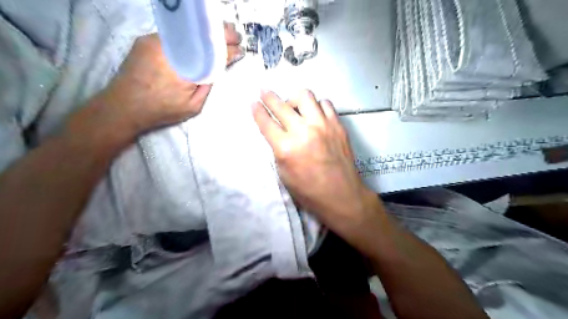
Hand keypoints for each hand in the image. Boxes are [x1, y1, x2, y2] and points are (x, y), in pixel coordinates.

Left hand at [95, 22, 243, 133]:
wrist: (123, 107)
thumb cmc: (161, 110)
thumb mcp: (193, 106)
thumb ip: (207, 86)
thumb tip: (217, 69)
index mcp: (186, 67)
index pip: (213, 53)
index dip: (229, 49)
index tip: (240, 48)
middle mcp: (171, 48)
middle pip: (201, 35)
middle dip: (221, 33)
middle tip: (234, 36)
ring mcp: (156, 40)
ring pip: (187, 33)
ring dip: (204, 34)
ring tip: (219, 36)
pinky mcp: (146, 40)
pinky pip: (174, 35)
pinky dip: (188, 37)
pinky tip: (197, 41)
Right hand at [252, 90, 375, 236]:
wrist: (341, 196)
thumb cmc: (309, 191)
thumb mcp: (284, 174)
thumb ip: (278, 150)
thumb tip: (276, 132)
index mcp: (286, 148)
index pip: (266, 122)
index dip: (257, 110)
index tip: (253, 102)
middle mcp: (304, 132)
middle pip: (281, 105)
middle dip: (268, 96)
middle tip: (264, 92)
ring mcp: (323, 126)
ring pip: (305, 96)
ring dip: (295, 99)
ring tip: (294, 107)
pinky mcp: (338, 125)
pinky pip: (325, 104)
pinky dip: (316, 106)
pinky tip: (315, 115)